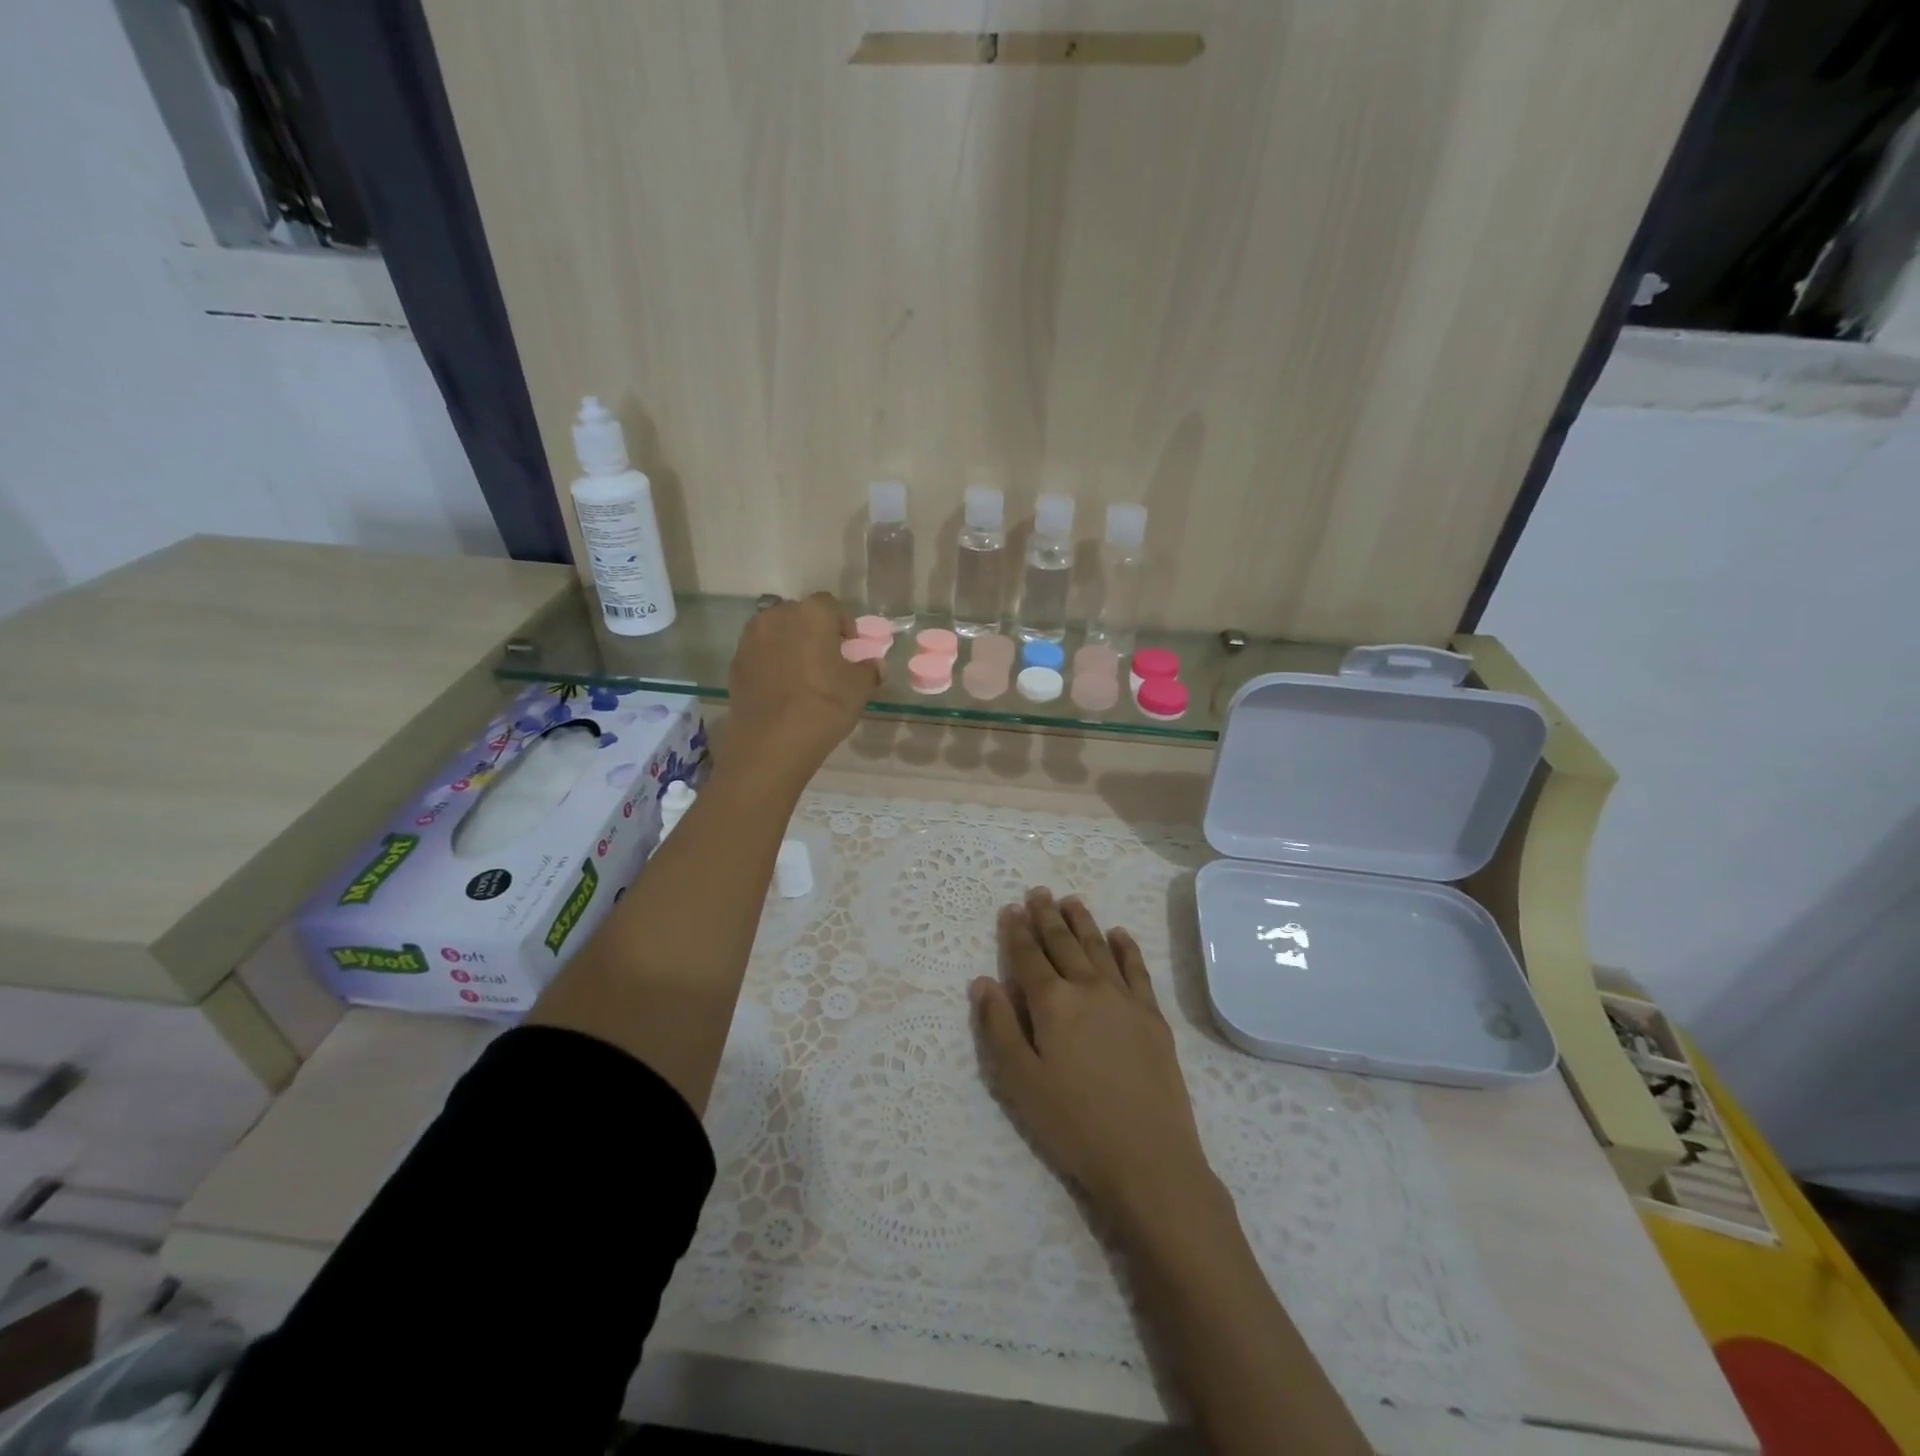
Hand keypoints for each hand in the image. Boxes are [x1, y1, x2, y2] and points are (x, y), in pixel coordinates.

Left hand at [724, 592, 876, 790]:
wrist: (771, 744)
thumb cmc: (823, 707)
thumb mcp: (859, 689)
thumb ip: (869, 670)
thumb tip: (873, 664)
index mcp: (811, 614)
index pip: (831, 606)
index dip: (843, 625)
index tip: (850, 649)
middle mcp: (776, 616)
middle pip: (800, 616)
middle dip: (815, 632)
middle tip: (827, 660)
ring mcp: (750, 639)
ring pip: (777, 633)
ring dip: (791, 645)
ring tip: (803, 675)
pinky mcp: (735, 663)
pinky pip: (760, 654)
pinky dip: (772, 663)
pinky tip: (782, 689)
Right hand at [972, 887, 1217, 1226]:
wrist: (1149, 1158)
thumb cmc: (1074, 1124)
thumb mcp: (1020, 1083)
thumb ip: (999, 1028)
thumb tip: (983, 982)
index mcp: (1053, 1003)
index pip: (1029, 956)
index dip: (1016, 931)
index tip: (1010, 908)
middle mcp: (1089, 988)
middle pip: (1064, 943)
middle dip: (1047, 916)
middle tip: (1037, 892)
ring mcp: (1126, 999)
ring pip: (1098, 947)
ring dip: (1082, 921)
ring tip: (1070, 900)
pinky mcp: (1152, 1016)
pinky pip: (1137, 968)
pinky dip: (1125, 947)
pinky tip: (1119, 934)